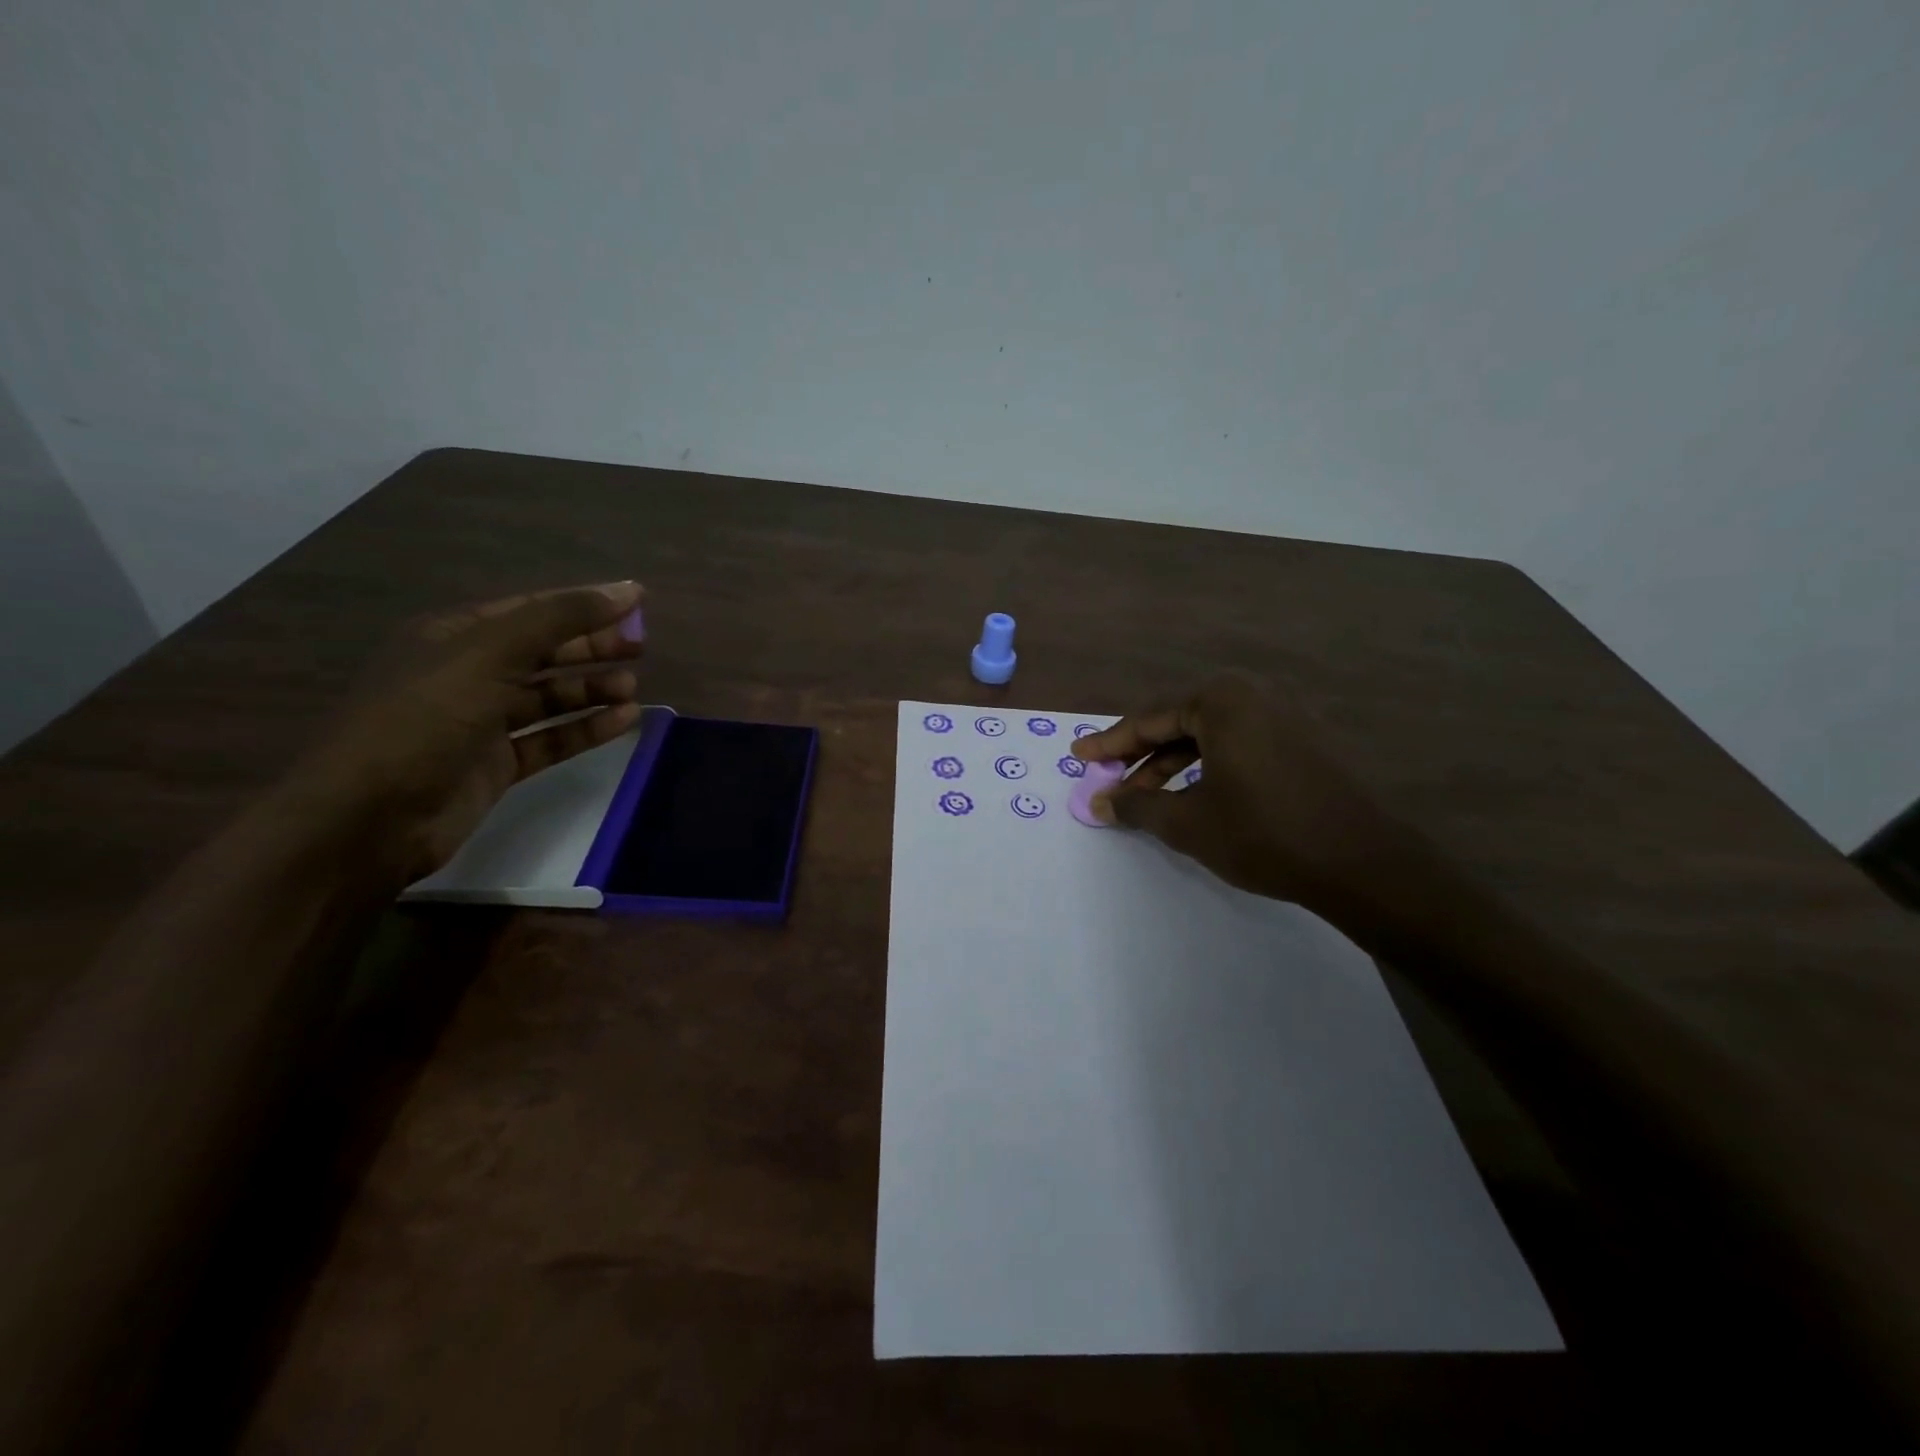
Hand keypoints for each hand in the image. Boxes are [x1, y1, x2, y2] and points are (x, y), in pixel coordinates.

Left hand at [297, 582, 648, 881]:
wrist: (368, 818)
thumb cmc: (424, 720)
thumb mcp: (490, 654)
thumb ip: (559, 620)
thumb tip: (628, 590)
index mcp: (455, 636)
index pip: (534, 609)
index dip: (586, 604)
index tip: (638, 604)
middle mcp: (470, 673)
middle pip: (545, 652)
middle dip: (592, 647)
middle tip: (640, 648)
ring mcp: (483, 722)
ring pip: (551, 697)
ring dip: (592, 689)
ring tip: (632, 688)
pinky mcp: (498, 765)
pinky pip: (552, 738)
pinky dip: (587, 728)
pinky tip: (623, 721)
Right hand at [1070, 674, 1438, 924]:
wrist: (1363, 863)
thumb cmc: (1264, 834)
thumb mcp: (1187, 822)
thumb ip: (1136, 807)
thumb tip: (1098, 803)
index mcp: (1221, 700)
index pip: (1150, 719)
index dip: (1110, 742)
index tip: (1080, 755)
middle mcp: (1254, 695)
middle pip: (1179, 722)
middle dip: (1141, 754)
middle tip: (1108, 777)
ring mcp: (1285, 715)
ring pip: (1209, 735)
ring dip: (1172, 764)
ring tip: (1145, 796)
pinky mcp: (1304, 740)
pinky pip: (1239, 743)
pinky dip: (1207, 765)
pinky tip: (1193, 793)